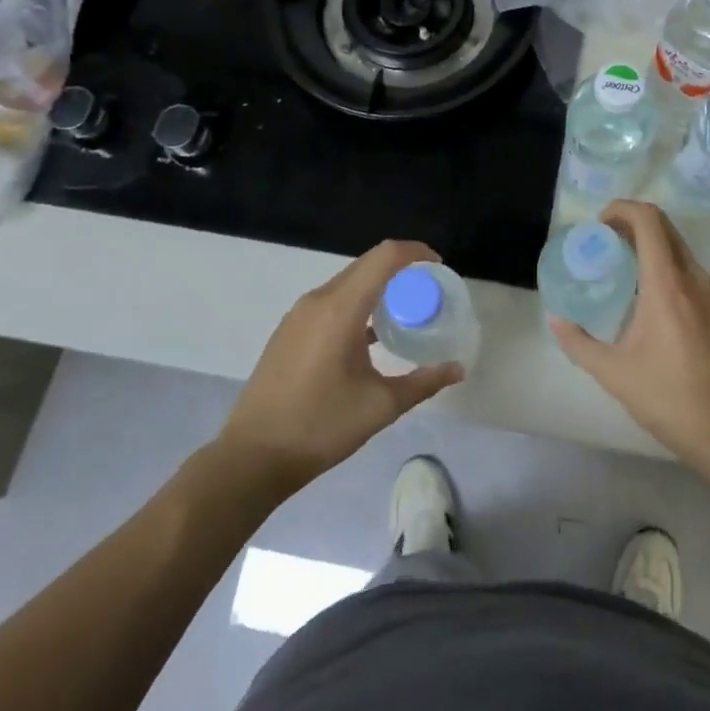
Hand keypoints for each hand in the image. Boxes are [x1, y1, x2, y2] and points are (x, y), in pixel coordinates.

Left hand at [217, 241, 463, 492]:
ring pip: (347, 282)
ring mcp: (299, 315)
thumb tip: (457, 369)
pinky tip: (370, 335)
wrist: (252, 457)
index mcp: (341, 308)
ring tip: (403, 312)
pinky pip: (331, 300)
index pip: (384, 256)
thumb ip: (423, 382)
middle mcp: (318, 301)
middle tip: (427, 292)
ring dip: (377, 287)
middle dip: (400, 269)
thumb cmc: (320, 426)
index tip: (438, 268)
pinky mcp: (289, 331)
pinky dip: (357, 303)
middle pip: (366, 264)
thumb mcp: (380, 406)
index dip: (416, 252)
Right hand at [548, 201, 709, 468]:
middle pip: (665, 227)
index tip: (599, 224)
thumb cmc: (669, 399)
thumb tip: (555, 320)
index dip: (622, 209)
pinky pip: (690, 270)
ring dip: (650, 245)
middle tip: (603, 242)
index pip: (649, 221)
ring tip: (621, 269)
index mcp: (668, 285)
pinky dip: (666, 266)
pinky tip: (648, 297)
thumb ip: (578, 343)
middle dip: (632, 223)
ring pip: (679, 248)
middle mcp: (694, 278)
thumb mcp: (614, 373)